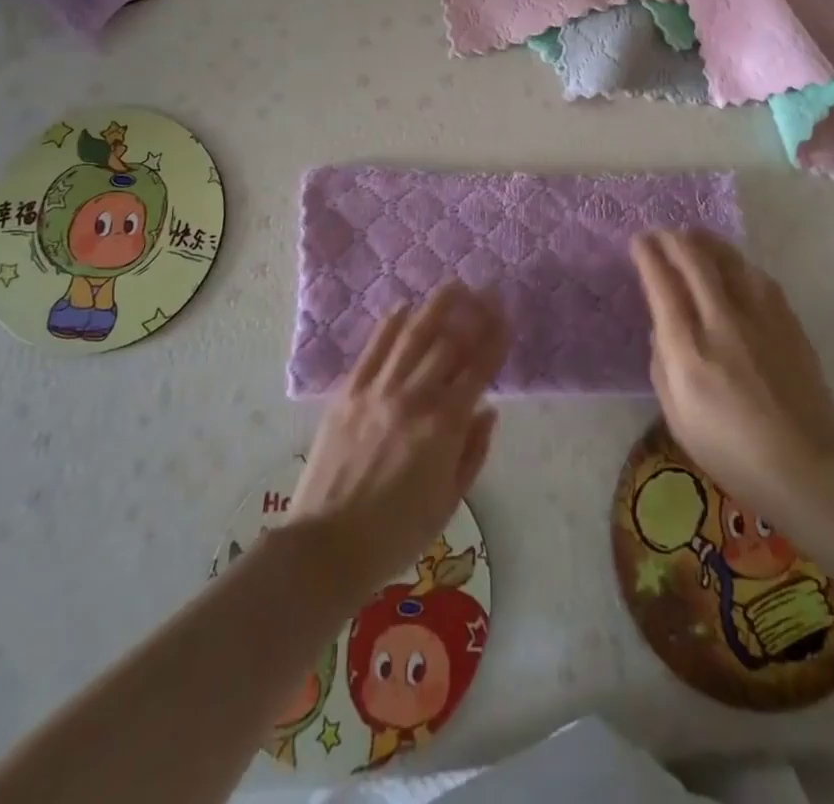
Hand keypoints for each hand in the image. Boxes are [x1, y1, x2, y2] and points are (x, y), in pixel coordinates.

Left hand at [286, 282, 506, 602]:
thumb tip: (488, 409)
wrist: (326, 548)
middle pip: (448, 344)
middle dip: (472, 314)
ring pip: (412, 336)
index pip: (478, 370)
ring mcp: (377, 391)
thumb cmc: (396, 534)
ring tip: (453, 285)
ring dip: (436, 307)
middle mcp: (413, 398)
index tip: (506, 315)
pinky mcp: (348, 393)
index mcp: (443, 427)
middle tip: (486, 291)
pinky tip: (403, 306)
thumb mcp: (450, 502)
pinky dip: (390, 324)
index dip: (495, 339)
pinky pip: (373, 349)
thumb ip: (473, 451)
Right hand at [632, 230, 833, 529]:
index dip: (648, 257)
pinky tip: (732, 264)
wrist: (810, 468)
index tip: (638, 243)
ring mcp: (760, 318)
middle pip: (695, 261)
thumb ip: (662, 366)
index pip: (663, 285)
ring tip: (692, 236)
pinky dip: (736, 261)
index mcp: (689, 351)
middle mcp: (723, 323)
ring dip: (705, 241)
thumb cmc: (734, 453)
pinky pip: (757, 276)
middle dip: (672, 240)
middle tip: (660, 233)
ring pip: (729, 259)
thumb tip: (662, 329)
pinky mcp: (788, 321)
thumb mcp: (677, 418)